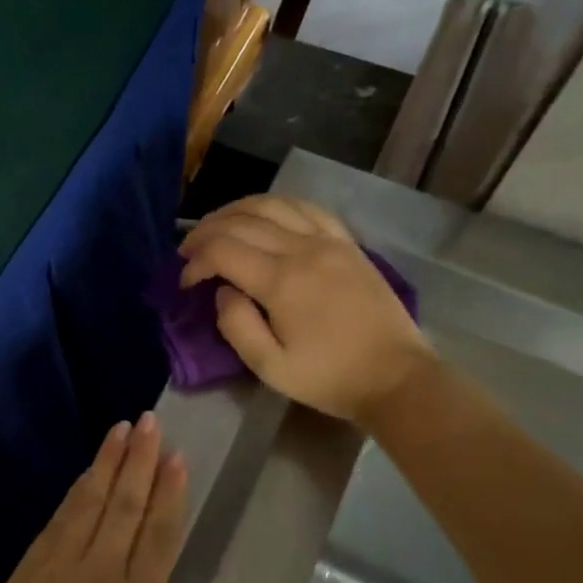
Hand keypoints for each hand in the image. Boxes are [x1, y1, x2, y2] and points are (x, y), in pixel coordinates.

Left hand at [0, 415, 243, 582]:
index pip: (160, 531)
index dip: (170, 491)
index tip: (177, 455)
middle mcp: (99, 572)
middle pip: (124, 504)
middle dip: (139, 460)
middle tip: (149, 422)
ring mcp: (57, 569)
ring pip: (88, 504)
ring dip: (105, 465)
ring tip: (119, 431)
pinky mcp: (26, 574)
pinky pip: (55, 523)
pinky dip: (72, 495)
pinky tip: (82, 479)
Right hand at [180, 195, 434, 424]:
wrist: (396, 377)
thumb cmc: (329, 378)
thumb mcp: (270, 367)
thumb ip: (236, 326)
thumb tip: (223, 291)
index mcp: (281, 281)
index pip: (223, 251)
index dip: (195, 262)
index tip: (185, 283)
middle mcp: (303, 249)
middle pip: (242, 221)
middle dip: (206, 232)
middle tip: (188, 251)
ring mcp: (329, 241)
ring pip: (272, 205)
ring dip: (235, 211)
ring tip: (217, 227)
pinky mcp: (347, 243)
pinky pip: (306, 208)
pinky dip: (277, 205)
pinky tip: (264, 216)